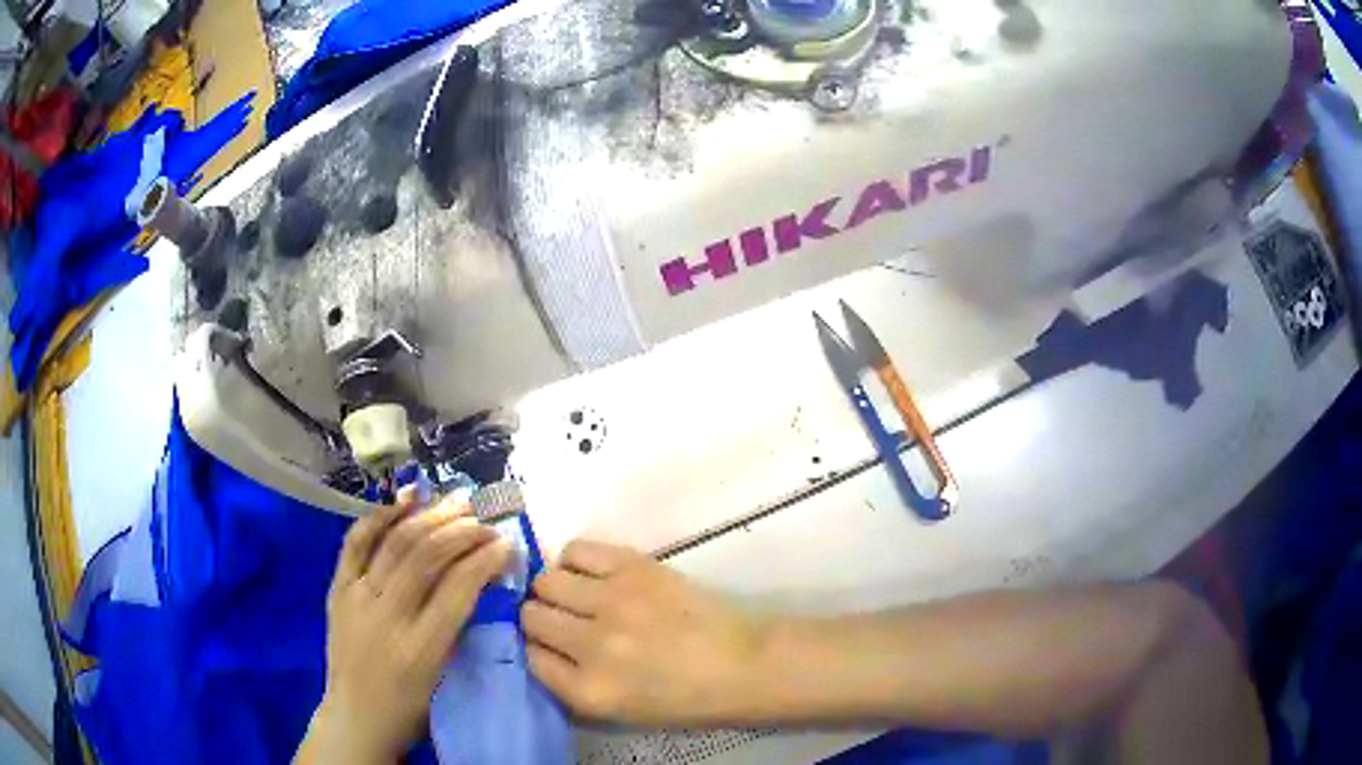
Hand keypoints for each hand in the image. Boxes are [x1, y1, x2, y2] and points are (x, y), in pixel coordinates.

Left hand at [298, 490, 511, 763]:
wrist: (355, 717)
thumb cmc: (410, 708)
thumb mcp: (444, 678)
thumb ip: (457, 630)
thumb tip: (476, 580)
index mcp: (420, 649)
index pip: (456, 590)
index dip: (484, 561)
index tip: (506, 544)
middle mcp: (386, 617)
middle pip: (426, 557)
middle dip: (462, 532)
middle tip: (486, 520)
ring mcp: (356, 597)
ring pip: (395, 543)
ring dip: (430, 517)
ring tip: (457, 502)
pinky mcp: (337, 588)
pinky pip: (356, 541)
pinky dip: (380, 516)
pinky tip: (404, 500)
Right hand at [522, 541, 764, 726]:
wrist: (743, 665)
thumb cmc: (686, 697)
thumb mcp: (618, 712)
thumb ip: (570, 684)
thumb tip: (538, 648)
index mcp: (588, 691)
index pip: (530, 658)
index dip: (538, 649)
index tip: (549, 645)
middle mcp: (591, 646)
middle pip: (531, 616)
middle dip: (541, 619)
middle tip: (565, 620)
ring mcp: (612, 602)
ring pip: (546, 581)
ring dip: (554, 590)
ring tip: (578, 596)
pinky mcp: (633, 567)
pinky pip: (575, 550)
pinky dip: (574, 561)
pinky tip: (591, 574)